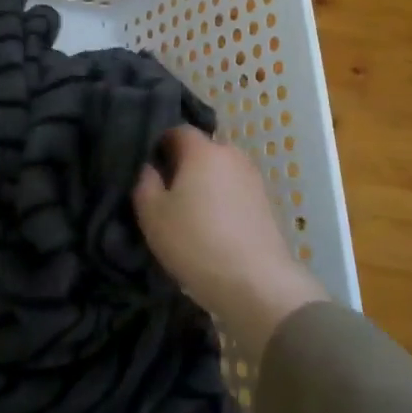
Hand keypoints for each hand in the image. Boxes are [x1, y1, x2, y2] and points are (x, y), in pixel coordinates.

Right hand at [134, 127, 327, 362]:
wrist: (255, 282)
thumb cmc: (195, 241)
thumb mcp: (153, 214)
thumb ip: (145, 182)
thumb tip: (150, 167)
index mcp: (203, 150)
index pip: (178, 130)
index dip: (159, 144)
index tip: (148, 168)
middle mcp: (232, 155)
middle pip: (202, 151)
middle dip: (183, 165)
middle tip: (166, 194)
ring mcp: (253, 179)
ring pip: (220, 172)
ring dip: (205, 185)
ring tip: (190, 214)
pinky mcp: (266, 203)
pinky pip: (235, 192)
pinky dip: (222, 202)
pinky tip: (213, 227)